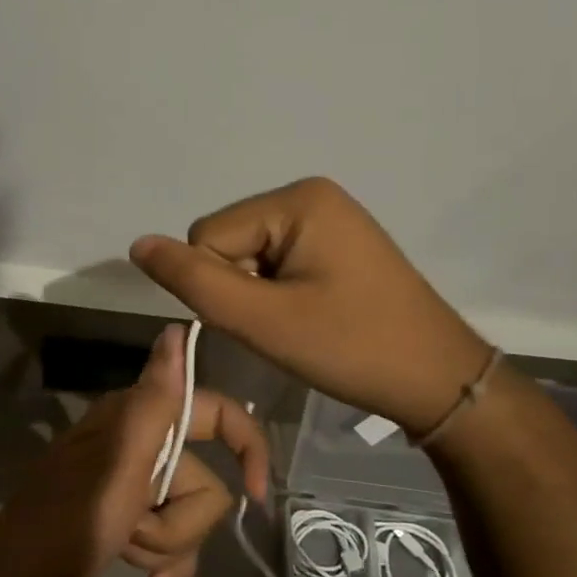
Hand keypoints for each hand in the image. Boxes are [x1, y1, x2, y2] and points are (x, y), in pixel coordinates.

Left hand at [0, 324, 266, 576]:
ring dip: (167, 544)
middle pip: (204, 482)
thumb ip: (155, 400)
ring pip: (189, 515)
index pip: (214, 414)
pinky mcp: (128, 520)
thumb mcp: (120, 462)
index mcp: (138, 419)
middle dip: (179, 521)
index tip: (258, 492)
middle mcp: (140, 444)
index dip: (245, 445)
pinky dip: (167, 561)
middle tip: (136, 529)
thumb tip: (178, 328)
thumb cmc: (70, 521)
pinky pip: (172, 539)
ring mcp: (133, 485)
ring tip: (128, 552)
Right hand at [130, 177, 490, 433]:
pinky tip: (310, 315)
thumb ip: (194, 281)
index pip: (208, 236)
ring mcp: (326, 216)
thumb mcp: (263, 320)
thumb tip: (138, 245)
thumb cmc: (352, 348)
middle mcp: (310, 194)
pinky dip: (277, 292)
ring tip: (301, 324)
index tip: (266, 321)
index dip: (222, 289)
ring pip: (245, 254)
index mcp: (297, 199)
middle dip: (240, 289)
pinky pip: (274, 259)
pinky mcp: (334, 240)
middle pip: (226, 240)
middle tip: (285, 326)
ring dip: (257, 294)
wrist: (437, 381)